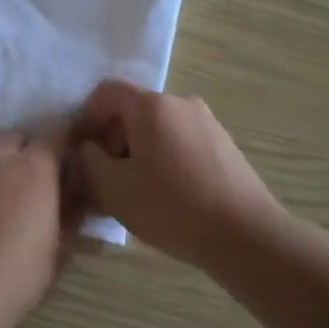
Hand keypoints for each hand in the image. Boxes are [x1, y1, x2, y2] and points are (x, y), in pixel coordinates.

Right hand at [72, 80, 285, 269]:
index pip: (106, 91)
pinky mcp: (223, 144)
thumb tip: (87, 149)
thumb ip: (88, 161)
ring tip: (134, 192)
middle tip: (105, 179)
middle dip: (112, 140)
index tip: (82, 153)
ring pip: (156, 128)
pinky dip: (162, 159)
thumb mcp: (113, 189)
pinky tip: (165, 196)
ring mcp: (206, 122)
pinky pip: (179, 142)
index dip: (86, 118)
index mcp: (151, 106)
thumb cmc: (171, 207)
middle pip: (132, 110)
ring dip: (136, 153)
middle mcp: (180, 103)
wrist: (245, 235)